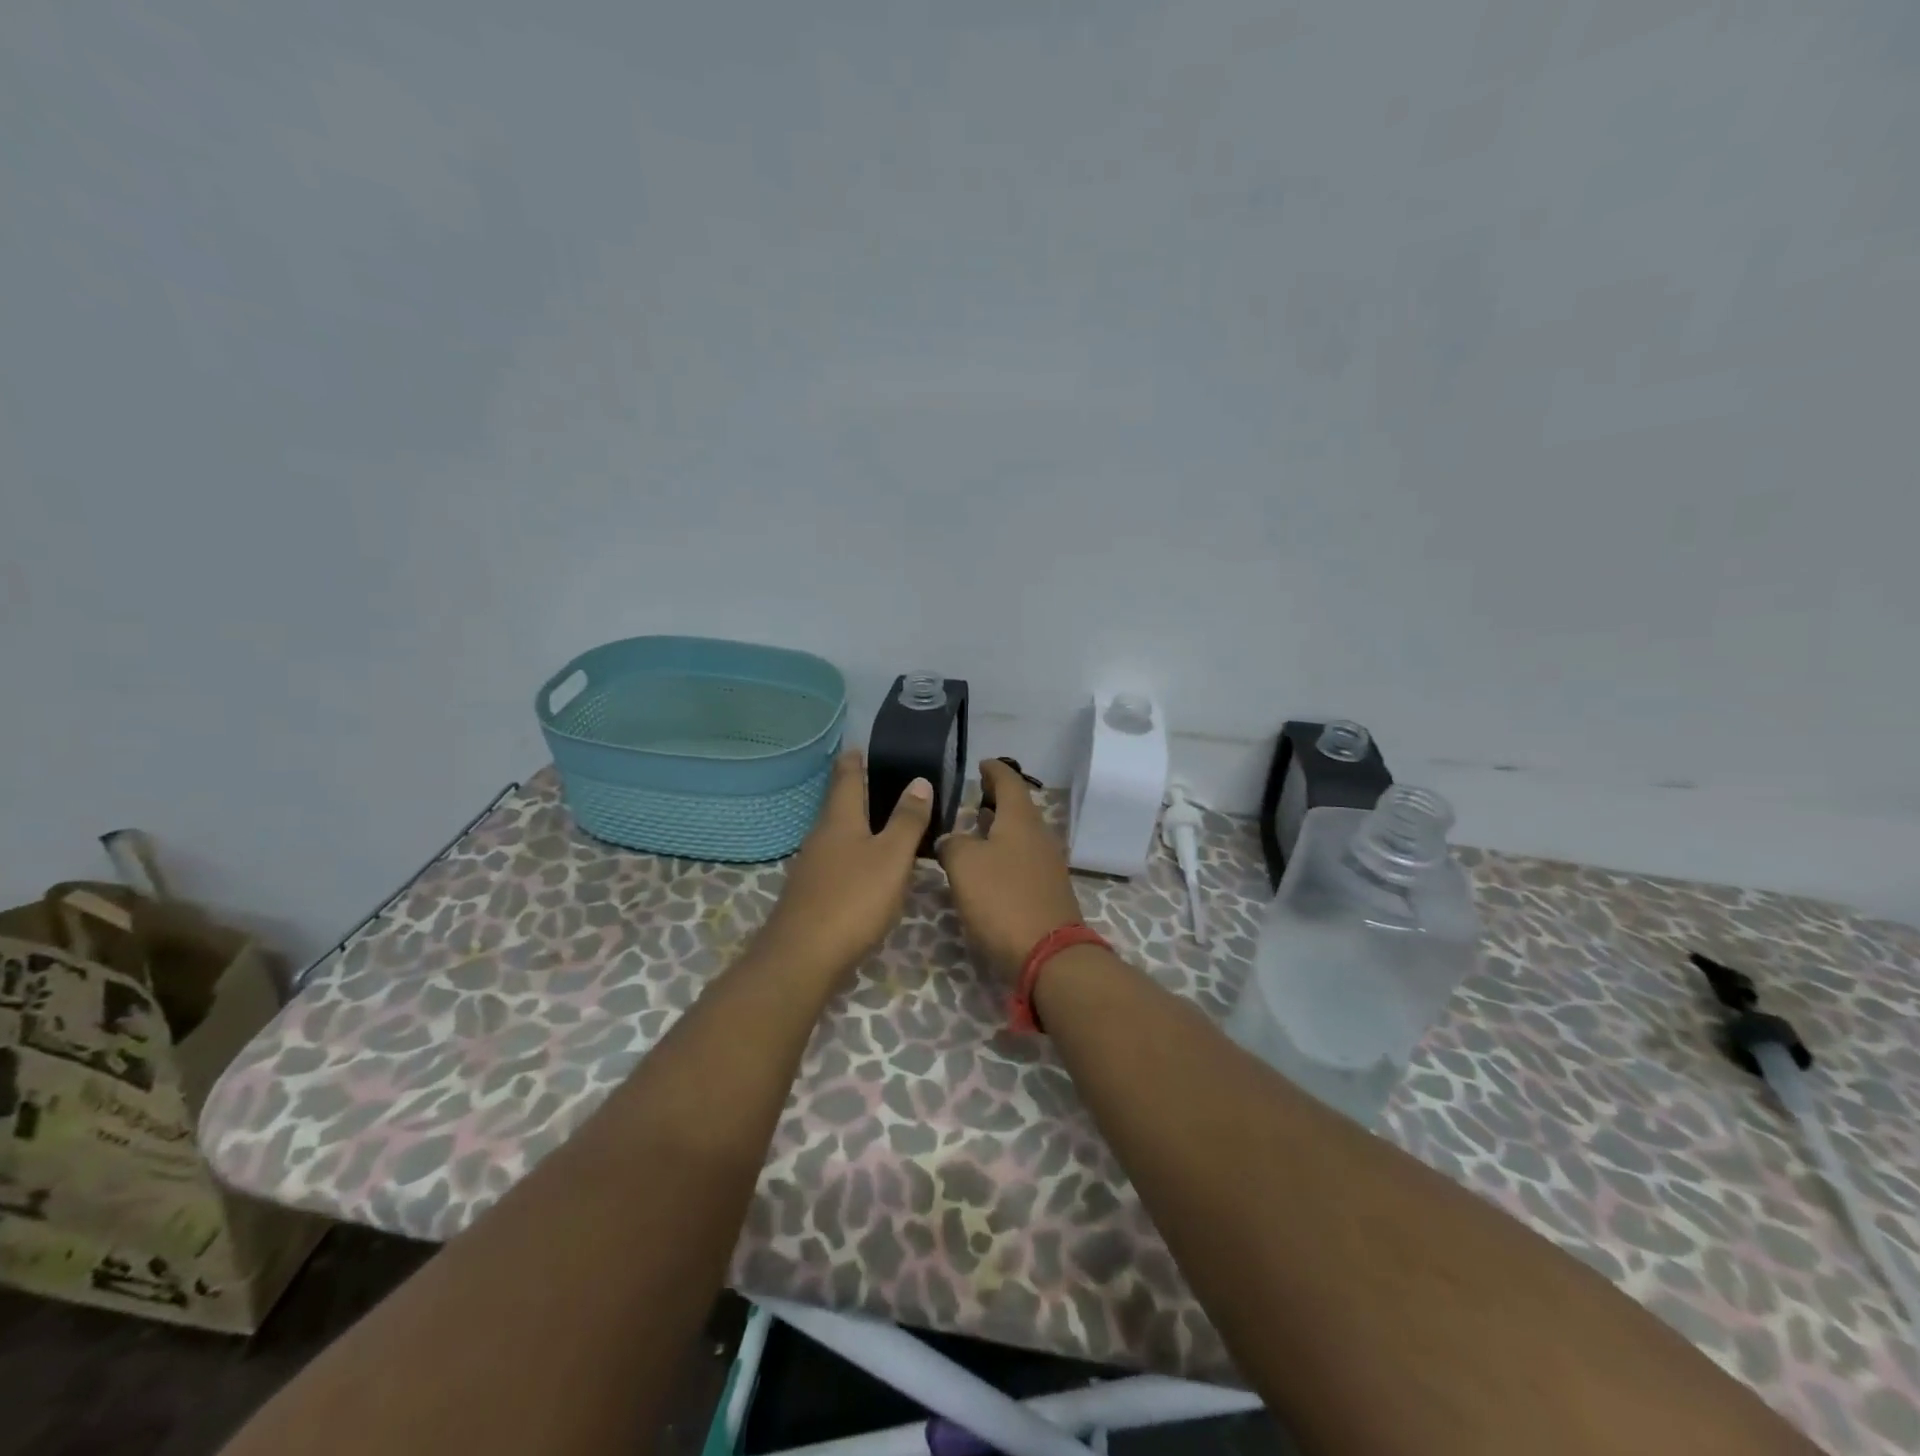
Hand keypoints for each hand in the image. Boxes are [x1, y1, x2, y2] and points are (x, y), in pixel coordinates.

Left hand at [755, 749, 932, 980]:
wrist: (803, 957)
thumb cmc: (853, 898)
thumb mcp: (892, 857)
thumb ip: (907, 820)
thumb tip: (918, 780)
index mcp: (840, 819)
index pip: (846, 778)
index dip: (854, 761)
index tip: (861, 746)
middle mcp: (821, 836)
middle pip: (838, 805)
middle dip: (855, 791)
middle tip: (880, 779)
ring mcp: (812, 866)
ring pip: (837, 834)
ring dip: (856, 823)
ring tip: (881, 821)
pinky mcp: (812, 894)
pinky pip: (836, 861)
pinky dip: (853, 853)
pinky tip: (866, 867)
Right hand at [936, 758, 1084, 985]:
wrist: (1048, 954)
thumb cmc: (1003, 899)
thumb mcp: (964, 865)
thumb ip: (952, 844)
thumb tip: (950, 841)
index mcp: (1021, 820)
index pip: (1009, 782)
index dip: (994, 770)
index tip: (981, 763)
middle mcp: (1039, 836)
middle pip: (1019, 808)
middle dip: (997, 799)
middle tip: (974, 795)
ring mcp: (1047, 864)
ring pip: (1021, 834)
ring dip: (1000, 827)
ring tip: (977, 826)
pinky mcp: (1047, 891)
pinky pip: (1023, 859)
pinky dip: (1005, 852)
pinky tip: (988, 865)